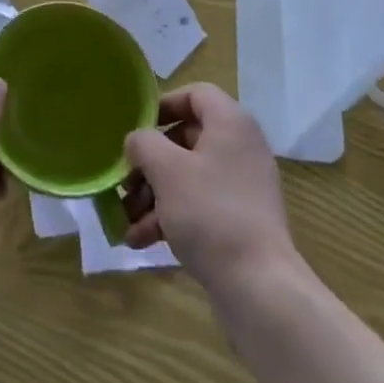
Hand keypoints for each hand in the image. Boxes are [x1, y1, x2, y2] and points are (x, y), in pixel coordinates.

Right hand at [123, 84, 299, 298]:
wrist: (259, 287)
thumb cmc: (210, 213)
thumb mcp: (167, 170)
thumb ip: (144, 144)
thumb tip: (137, 141)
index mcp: (230, 123)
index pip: (195, 94)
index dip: (163, 105)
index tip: (136, 128)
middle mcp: (240, 147)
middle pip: (186, 139)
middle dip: (149, 162)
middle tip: (124, 181)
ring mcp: (242, 186)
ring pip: (188, 176)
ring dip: (154, 193)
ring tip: (126, 219)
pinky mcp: (239, 220)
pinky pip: (199, 205)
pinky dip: (171, 216)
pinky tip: (141, 239)